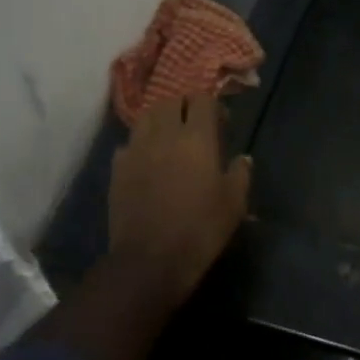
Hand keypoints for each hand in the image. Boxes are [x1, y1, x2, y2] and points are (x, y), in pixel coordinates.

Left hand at [108, 94, 250, 304]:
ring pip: (146, 117)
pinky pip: (128, 143)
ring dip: (159, 120)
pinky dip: (139, 145)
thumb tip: (242, 159)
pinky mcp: (117, 168)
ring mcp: (136, 149)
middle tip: (194, 126)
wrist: (149, 260)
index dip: (212, 105)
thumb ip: (240, 174)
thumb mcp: (234, 204)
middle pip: (170, 101)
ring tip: (169, 138)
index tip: (221, 122)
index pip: (202, 100)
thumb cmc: (200, 229)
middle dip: (184, 107)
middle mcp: (164, 134)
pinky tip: (147, 162)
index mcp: (197, 138)